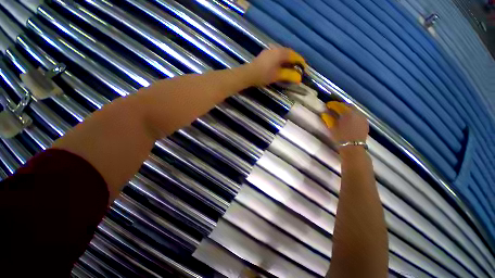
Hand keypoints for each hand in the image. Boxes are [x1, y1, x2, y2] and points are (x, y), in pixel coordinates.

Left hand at [246, 46, 306, 86]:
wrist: (249, 74)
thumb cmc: (264, 75)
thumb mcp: (277, 76)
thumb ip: (289, 75)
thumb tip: (299, 78)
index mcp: (280, 52)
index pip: (293, 55)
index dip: (300, 61)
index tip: (304, 66)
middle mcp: (275, 49)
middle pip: (288, 53)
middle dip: (294, 59)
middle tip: (298, 67)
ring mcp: (269, 51)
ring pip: (282, 54)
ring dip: (287, 59)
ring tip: (290, 66)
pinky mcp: (264, 55)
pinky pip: (276, 55)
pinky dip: (281, 60)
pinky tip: (280, 65)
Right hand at [321, 101, 368, 142]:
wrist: (353, 148)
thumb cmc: (341, 138)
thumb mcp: (332, 128)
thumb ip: (328, 119)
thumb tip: (324, 113)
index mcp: (347, 114)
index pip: (339, 105)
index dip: (332, 104)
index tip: (327, 105)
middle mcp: (356, 113)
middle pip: (348, 105)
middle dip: (340, 105)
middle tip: (333, 108)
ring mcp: (362, 118)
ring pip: (354, 110)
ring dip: (347, 109)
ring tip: (340, 113)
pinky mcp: (365, 122)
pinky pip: (358, 114)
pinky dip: (352, 114)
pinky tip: (348, 118)